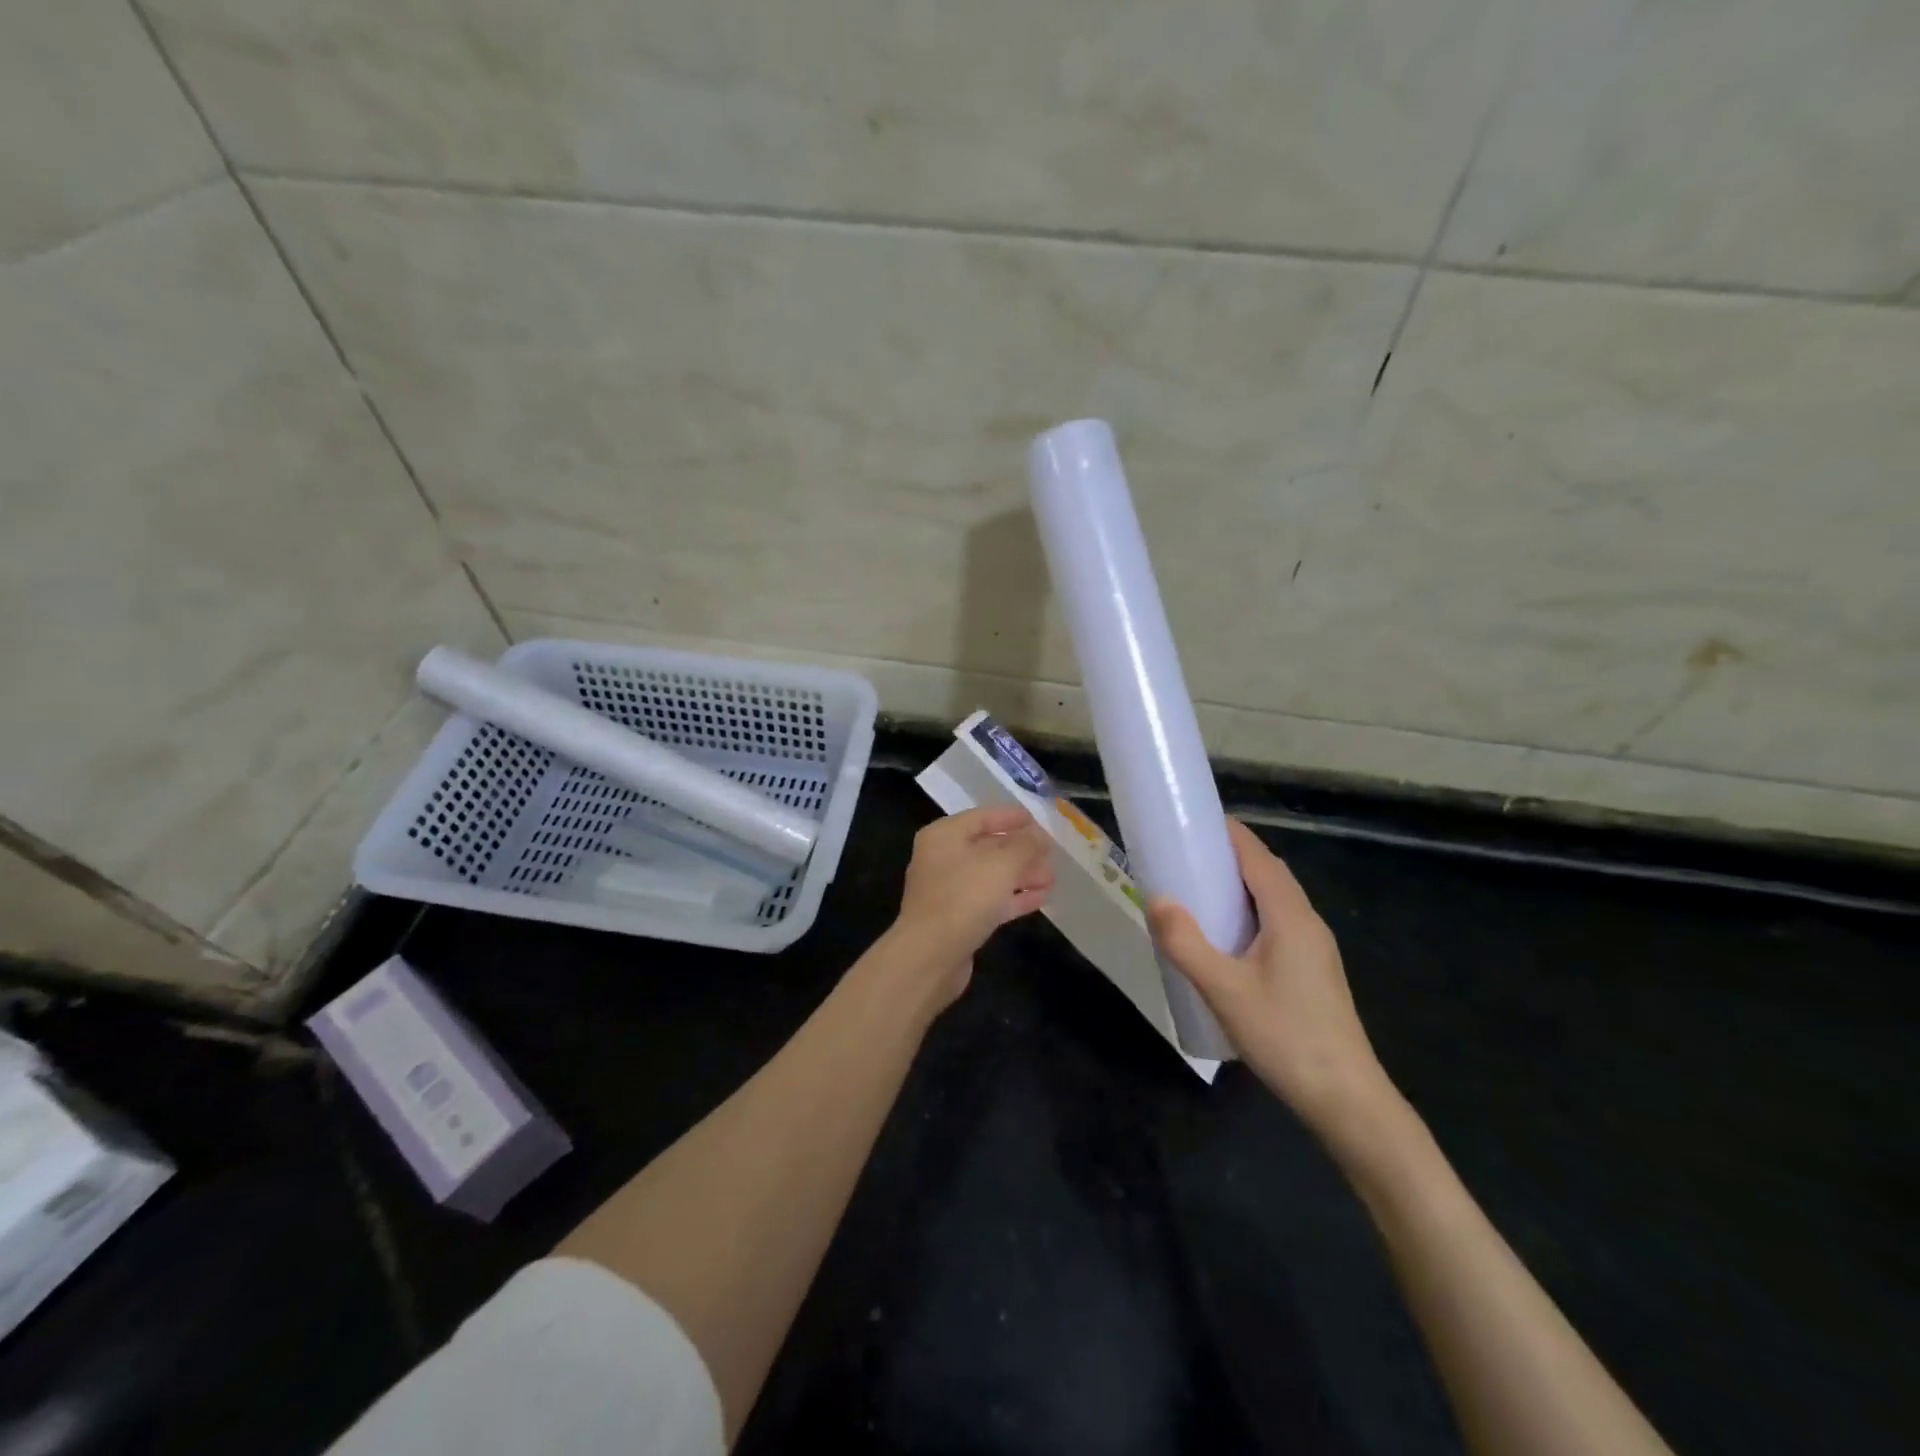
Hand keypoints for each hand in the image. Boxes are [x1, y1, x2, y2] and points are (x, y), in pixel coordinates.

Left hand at [890, 806, 1054, 1008]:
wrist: (931, 955)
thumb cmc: (964, 897)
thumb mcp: (1003, 864)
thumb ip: (1026, 846)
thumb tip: (1040, 838)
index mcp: (945, 835)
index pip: (982, 817)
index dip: (1011, 817)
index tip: (1038, 821)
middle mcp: (943, 858)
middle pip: (988, 847)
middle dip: (1022, 851)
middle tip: (1052, 855)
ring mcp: (948, 890)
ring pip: (991, 876)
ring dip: (1022, 875)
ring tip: (1052, 879)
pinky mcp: (956, 919)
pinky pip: (990, 900)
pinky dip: (1013, 898)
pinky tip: (1040, 899)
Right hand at [1148, 820, 1394, 1137]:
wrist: (1347, 1100)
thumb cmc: (1285, 1037)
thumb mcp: (1224, 990)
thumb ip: (1186, 943)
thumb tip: (1156, 898)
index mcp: (1290, 915)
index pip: (1257, 855)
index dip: (1227, 833)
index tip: (1190, 822)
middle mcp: (1307, 921)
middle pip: (1267, 872)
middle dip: (1228, 856)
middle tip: (1183, 856)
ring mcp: (1314, 947)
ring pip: (1274, 899)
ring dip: (1238, 886)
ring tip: (1196, 891)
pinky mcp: (1313, 970)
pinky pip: (1278, 922)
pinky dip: (1249, 912)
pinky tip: (1225, 938)